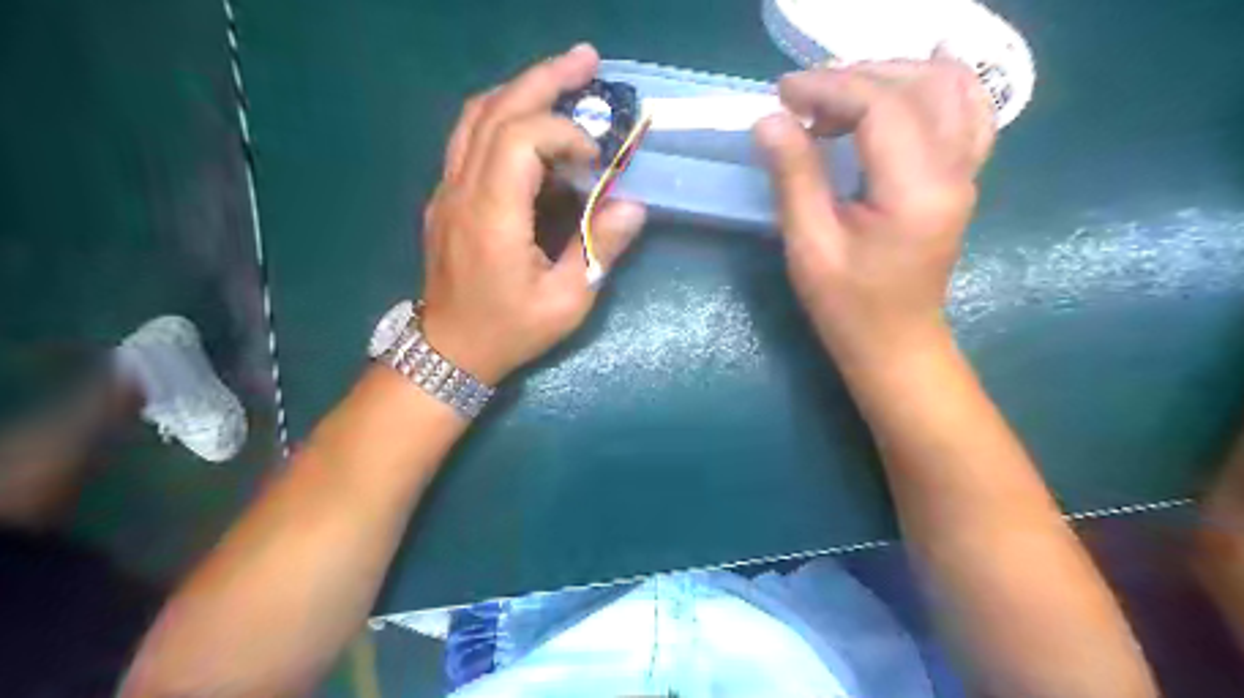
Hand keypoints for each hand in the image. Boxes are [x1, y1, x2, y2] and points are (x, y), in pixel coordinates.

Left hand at [424, 45, 646, 383]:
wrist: (449, 350)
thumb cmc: (509, 330)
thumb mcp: (566, 301)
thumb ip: (598, 248)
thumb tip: (632, 205)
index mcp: (491, 216)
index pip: (521, 138)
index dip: (564, 134)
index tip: (596, 161)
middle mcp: (461, 190)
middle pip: (495, 110)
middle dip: (544, 79)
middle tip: (587, 61)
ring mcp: (447, 190)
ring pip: (475, 116)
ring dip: (519, 89)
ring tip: (561, 78)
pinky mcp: (446, 197)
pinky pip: (468, 138)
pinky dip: (502, 116)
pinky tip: (530, 122)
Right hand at [753, 52, 997, 368]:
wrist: (896, 345)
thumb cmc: (849, 307)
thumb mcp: (810, 248)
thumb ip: (794, 178)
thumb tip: (769, 121)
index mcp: (916, 191)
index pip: (881, 107)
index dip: (829, 88)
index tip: (782, 95)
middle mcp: (954, 170)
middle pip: (919, 84)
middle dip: (856, 76)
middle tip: (804, 99)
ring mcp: (966, 172)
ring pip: (951, 87)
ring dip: (892, 75)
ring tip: (841, 96)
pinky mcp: (961, 178)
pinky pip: (966, 110)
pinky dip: (935, 85)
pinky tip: (908, 80)